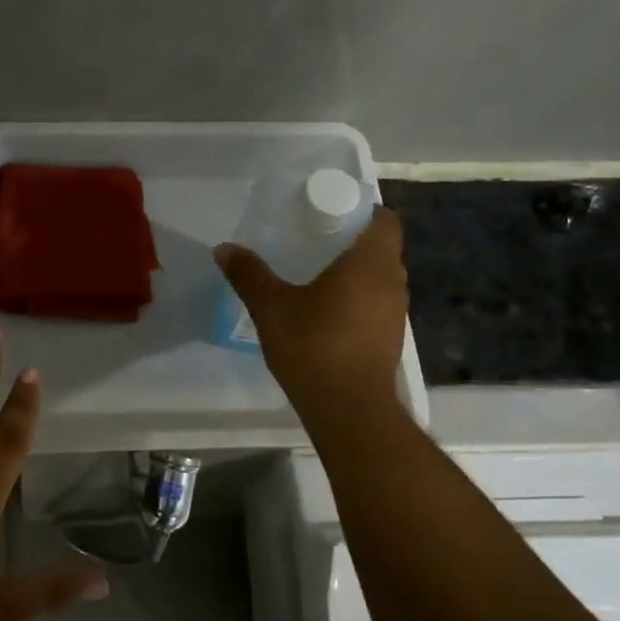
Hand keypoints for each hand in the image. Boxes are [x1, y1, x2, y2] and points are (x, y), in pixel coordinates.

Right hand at [215, 206, 409, 411]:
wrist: (348, 409)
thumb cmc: (314, 346)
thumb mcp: (271, 307)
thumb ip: (249, 275)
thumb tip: (224, 248)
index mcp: (370, 263)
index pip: (383, 219)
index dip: (360, 211)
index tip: (328, 214)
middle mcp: (392, 281)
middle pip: (380, 248)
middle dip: (351, 241)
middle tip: (313, 241)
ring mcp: (395, 313)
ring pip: (379, 278)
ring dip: (354, 274)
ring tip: (315, 276)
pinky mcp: (389, 339)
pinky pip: (375, 305)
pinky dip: (355, 300)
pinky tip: (324, 313)